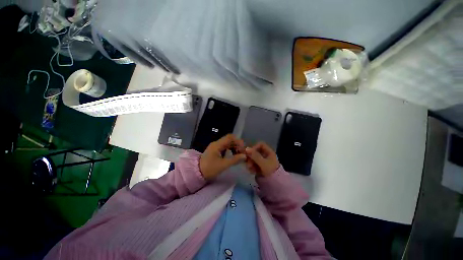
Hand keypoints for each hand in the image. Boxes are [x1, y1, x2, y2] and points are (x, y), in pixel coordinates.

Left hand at [200, 134, 245, 179]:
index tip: (243, 149)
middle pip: (229, 140)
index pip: (230, 137)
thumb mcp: (223, 165)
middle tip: (242, 153)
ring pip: (228, 143)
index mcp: (217, 145)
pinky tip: (233, 155)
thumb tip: (244, 156)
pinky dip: (230, 150)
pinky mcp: (215, 150)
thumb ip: (235, 160)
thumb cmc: (210, 169)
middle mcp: (216, 143)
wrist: (197, 173)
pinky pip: (225, 147)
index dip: (238, 141)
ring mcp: (216, 147)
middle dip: (237, 145)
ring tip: (238, 155)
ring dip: (234, 147)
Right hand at [245, 142, 279, 176]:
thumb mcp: (263, 163)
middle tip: (248, 162)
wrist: (275, 185)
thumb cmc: (271, 172)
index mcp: (269, 152)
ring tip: (250, 168)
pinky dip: (251, 167)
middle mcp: (265, 155)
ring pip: (253, 158)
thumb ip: (255, 155)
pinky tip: (251, 171)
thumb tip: (246, 148)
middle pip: (255, 151)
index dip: (254, 147)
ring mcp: (262, 161)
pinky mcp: (260, 167)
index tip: (249, 152)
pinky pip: (253, 164)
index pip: (260, 144)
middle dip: (251, 157)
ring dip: (250, 162)